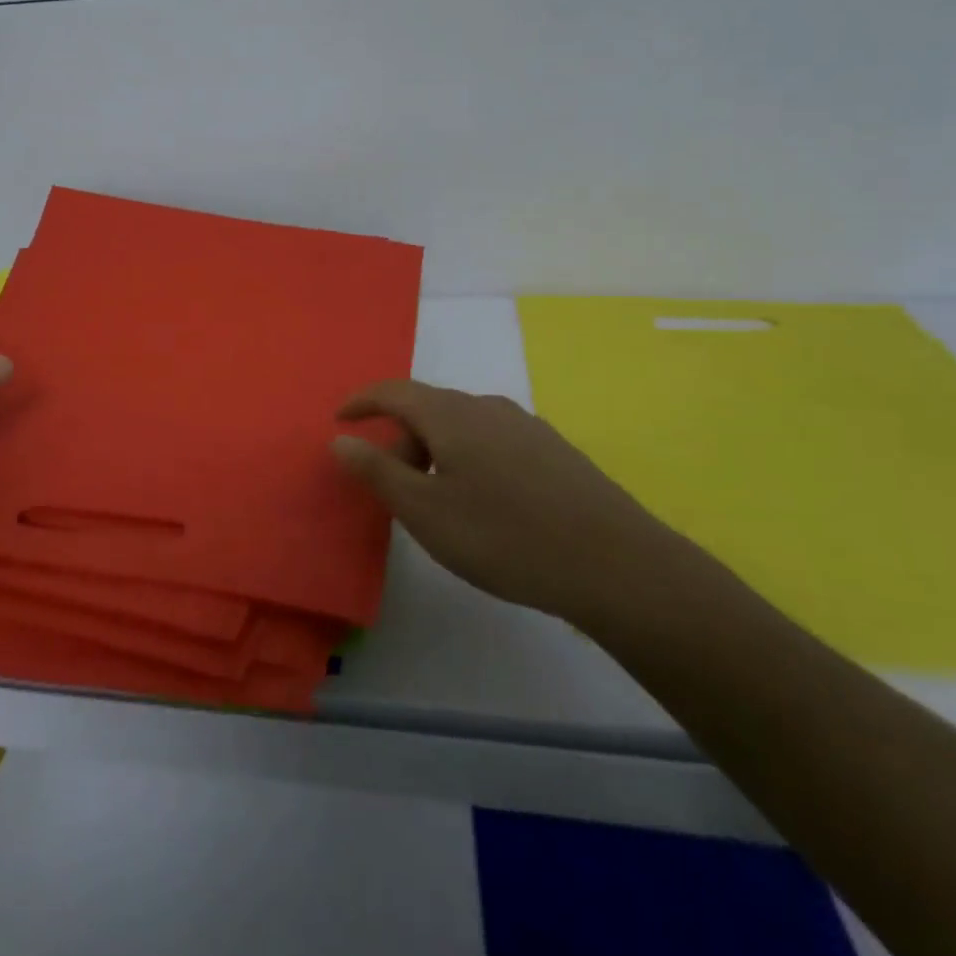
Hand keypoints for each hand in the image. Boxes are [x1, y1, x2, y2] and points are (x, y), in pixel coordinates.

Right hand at [332, 380, 681, 624]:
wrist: (615, 564)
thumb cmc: (505, 537)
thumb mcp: (426, 512)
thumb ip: (378, 472)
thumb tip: (341, 440)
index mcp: (452, 415)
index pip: (394, 391)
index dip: (362, 401)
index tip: (340, 418)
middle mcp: (488, 407)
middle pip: (428, 410)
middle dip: (400, 441)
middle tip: (394, 490)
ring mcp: (526, 426)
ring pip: (462, 426)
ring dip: (435, 453)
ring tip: (439, 503)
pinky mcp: (553, 450)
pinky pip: (492, 441)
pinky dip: (468, 459)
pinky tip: (486, 503)